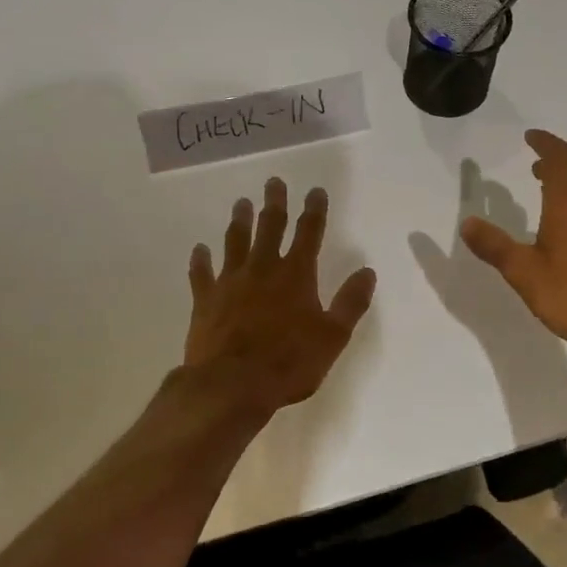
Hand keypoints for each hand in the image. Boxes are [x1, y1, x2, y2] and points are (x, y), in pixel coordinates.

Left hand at [185, 178, 377, 416]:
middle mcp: (263, 269)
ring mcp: (230, 282)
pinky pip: (201, 273)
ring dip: (240, 221)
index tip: (315, 191)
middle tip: (273, 182)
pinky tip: (199, 249)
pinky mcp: (206, 300)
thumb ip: (350, 302)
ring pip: (235, 242)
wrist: (232, 384)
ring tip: (241, 203)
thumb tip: (367, 271)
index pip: (308, 233)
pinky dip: (200, 259)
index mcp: (296, 275)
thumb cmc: (289, 362)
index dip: (314, 210)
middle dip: (274, 203)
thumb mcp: (333, 336)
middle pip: (269, 227)